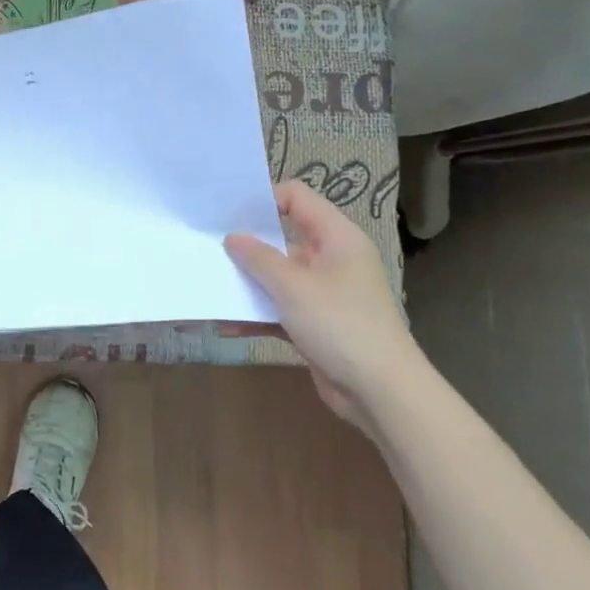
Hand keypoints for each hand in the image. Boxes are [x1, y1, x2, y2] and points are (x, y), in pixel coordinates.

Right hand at [225, 183, 422, 428]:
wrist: (381, 391)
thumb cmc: (340, 324)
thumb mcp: (293, 286)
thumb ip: (258, 258)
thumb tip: (232, 238)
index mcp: (336, 237)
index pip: (297, 197)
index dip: (264, 199)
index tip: (228, 214)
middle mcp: (331, 259)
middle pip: (283, 238)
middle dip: (247, 245)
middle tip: (208, 247)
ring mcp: (324, 293)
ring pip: (278, 276)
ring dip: (247, 283)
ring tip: (210, 286)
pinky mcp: (316, 324)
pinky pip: (279, 309)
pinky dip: (257, 314)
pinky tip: (226, 324)